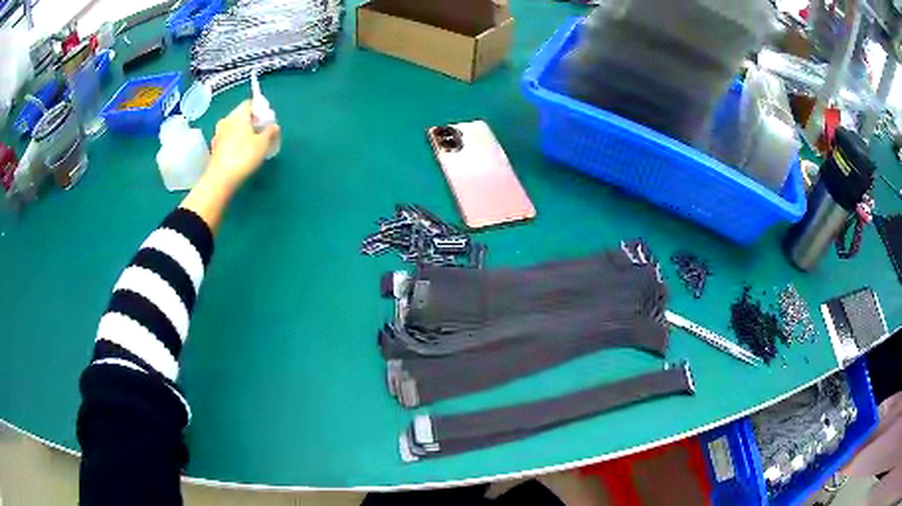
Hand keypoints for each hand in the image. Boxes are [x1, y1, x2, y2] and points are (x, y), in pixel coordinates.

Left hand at [207, 100, 279, 188]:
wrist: (220, 179)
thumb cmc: (243, 156)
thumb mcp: (263, 143)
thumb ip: (270, 131)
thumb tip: (274, 126)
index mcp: (238, 114)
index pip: (250, 103)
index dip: (260, 110)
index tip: (267, 121)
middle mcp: (226, 120)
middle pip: (241, 115)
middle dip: (252, 122)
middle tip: (262, 133)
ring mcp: (218, 134)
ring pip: (234, 127)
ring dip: (243, 132)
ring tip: (253, 144)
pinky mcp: (214, 148)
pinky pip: (228, 139)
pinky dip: (235, 142)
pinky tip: (241, 153)